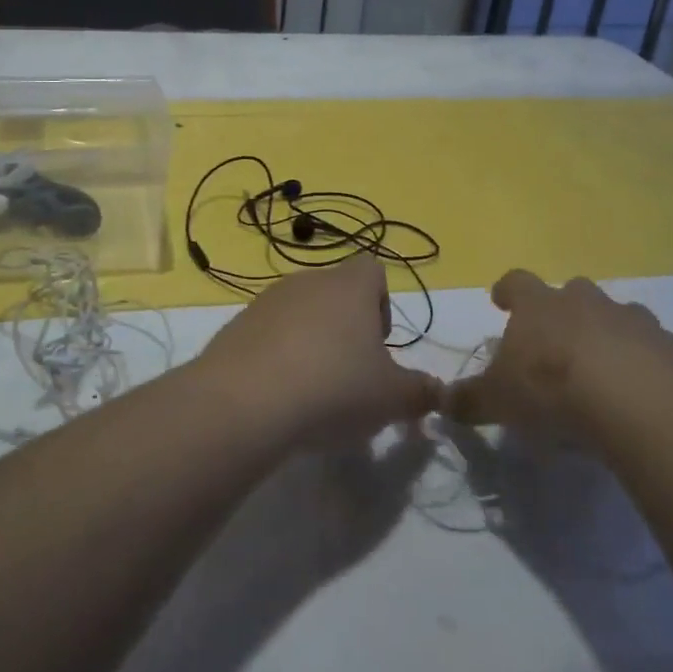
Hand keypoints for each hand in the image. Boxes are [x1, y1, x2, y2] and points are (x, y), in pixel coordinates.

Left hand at [199, 256, 440, 442]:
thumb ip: (420, 392)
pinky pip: (267, 334)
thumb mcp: (391, 398)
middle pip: (335, 292)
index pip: (373, 269)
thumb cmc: (333, 387)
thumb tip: (437, 391)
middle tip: (350, 375)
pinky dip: (277, 357)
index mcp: (349, 286)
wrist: (244, 401)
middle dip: (346, 328)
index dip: (382, 303)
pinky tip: (278, 395)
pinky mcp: (236, 326)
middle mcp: (307, 281)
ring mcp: (267, 301)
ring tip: (313, 390)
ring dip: (310, 342)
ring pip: (300, 313)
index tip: (378, 345)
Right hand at [443, 269, 672, 435]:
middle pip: (573, 292)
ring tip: (604, 372)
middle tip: (558, 340)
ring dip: (609, 336)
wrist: (642, 401)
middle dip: (565, 311)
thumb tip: (440, 401)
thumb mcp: (499, 399)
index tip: (501, 300)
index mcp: (540, 305)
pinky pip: (656, 352)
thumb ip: (469, 400)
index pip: (517, 282)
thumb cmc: (553, 388)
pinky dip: (646, 367)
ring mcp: (634, 322)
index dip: (508, 291)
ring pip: (619, 317)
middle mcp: (587, 302)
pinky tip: (642, 399)